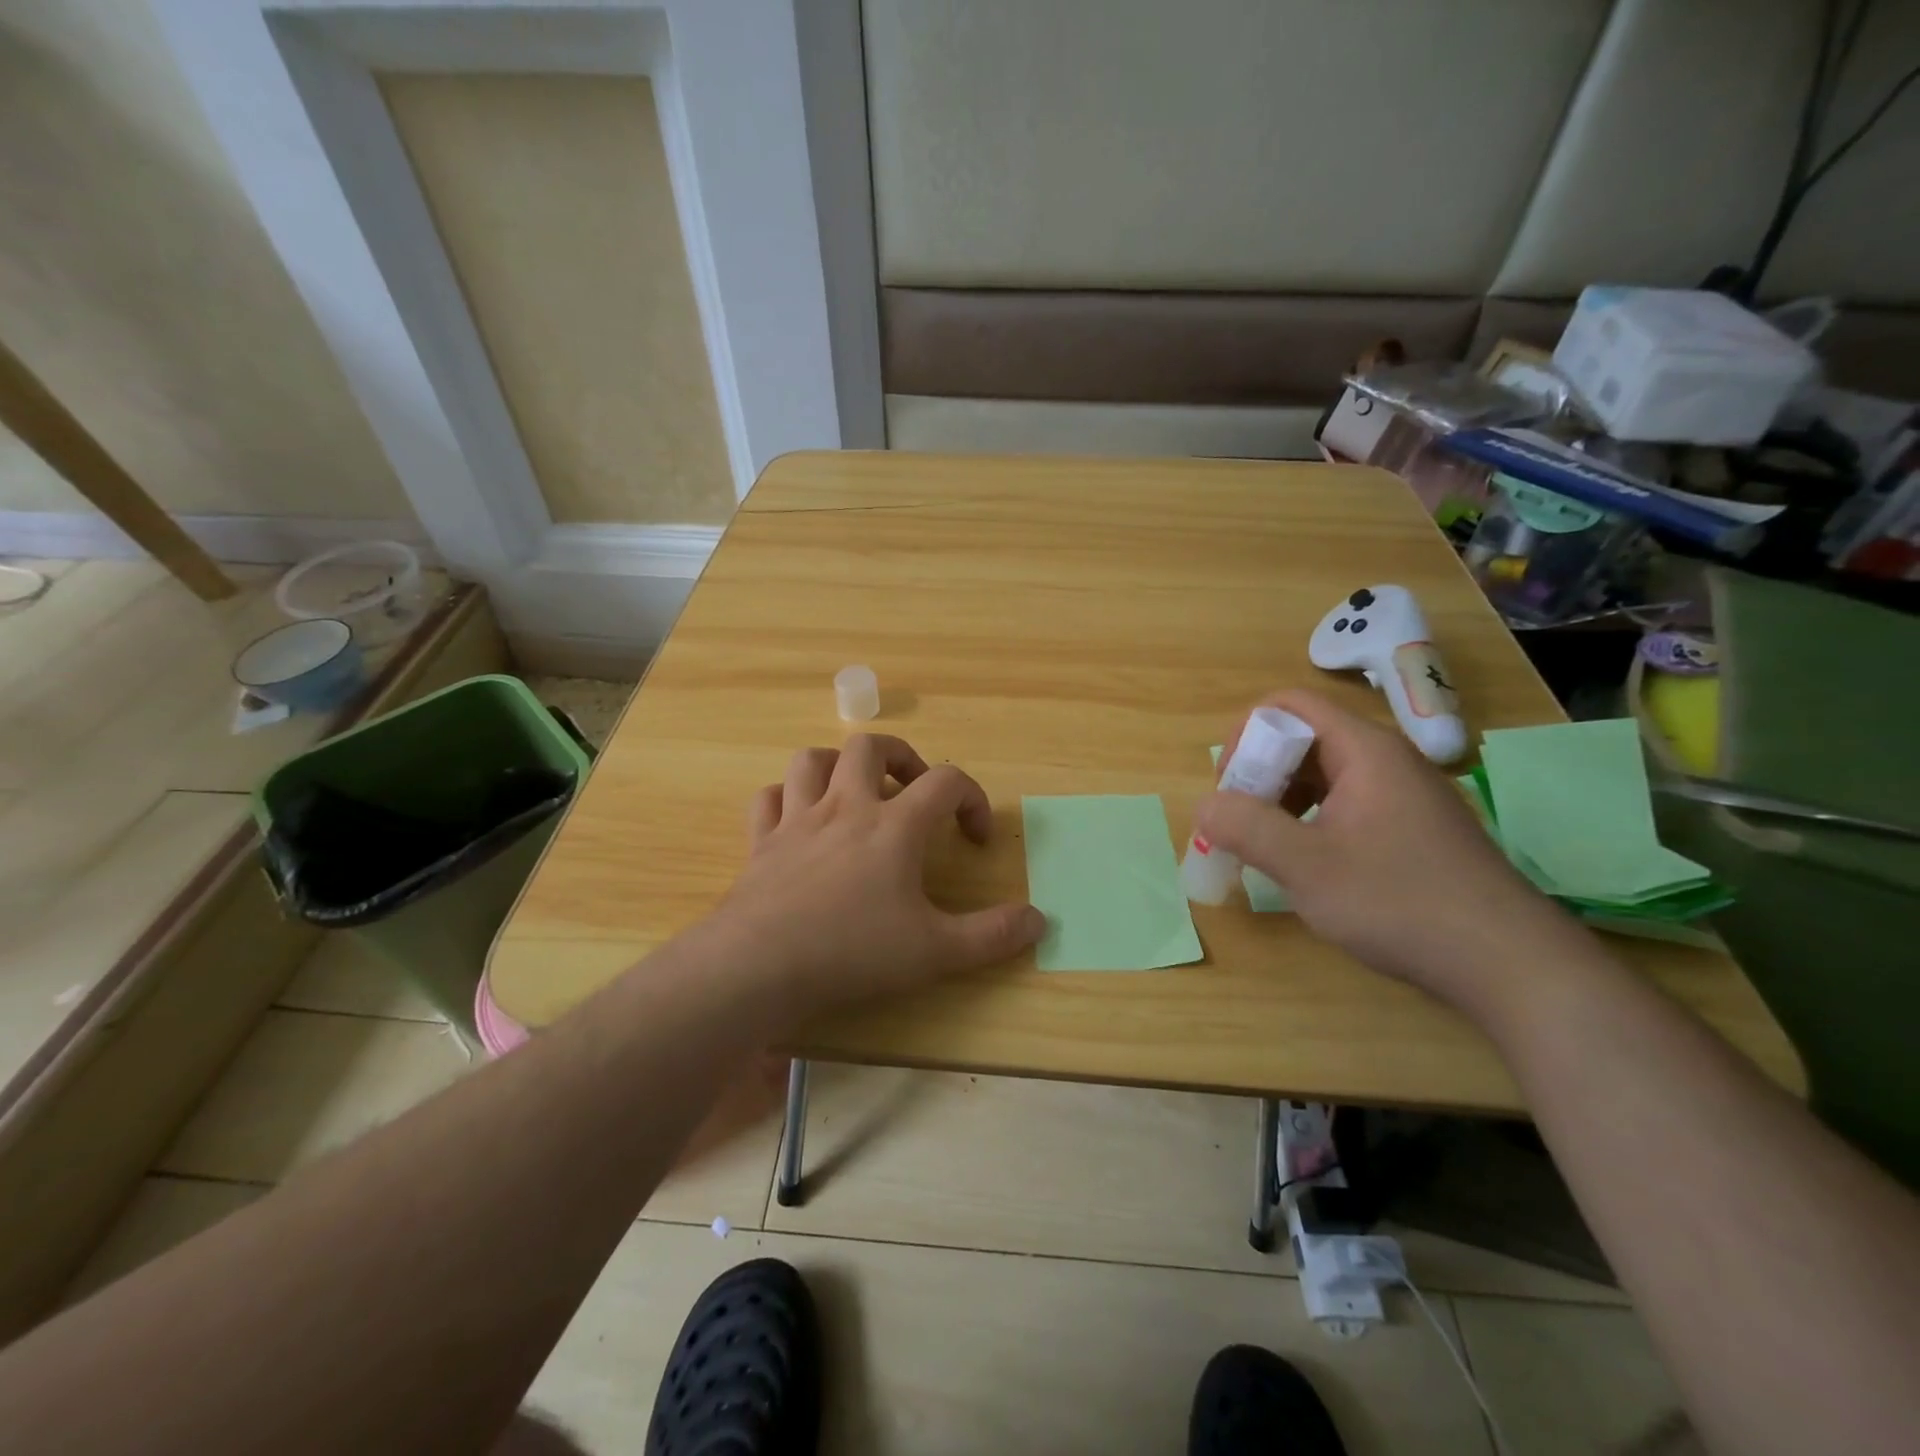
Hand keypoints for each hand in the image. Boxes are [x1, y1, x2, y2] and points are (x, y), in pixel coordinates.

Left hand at [712, 734, 1044, 1011]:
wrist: (759, 965)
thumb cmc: (853, 951)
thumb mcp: (936, 951)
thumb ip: (992, 936)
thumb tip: (1040, 920)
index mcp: (894, 825)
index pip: (946, 782)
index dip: (972, 798)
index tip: (976, 837)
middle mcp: (845, 807)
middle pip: (871, 747)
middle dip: (900, 758)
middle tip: (913, 792)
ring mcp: (797, 820)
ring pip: (812, 760)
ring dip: (837, 766)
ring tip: (854, 793)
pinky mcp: (761, 842)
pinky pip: (768, 799)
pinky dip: (785, 800)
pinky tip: (798, 820)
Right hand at [1193, 690, 1566, 1007]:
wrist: (1509, 964)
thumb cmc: (1399, 902)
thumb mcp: (1306, 867)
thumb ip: (1245, 828)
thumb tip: (1204, 806)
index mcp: (1364, 750)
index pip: (1289, 706)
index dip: (1247, 736)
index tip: (1231, 789)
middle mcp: (1386, 760)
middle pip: (1303, 740)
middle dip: (1259, 775)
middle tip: (1240, 826)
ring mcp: (1403, 796)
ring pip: (1322, 776)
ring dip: (1281, 803)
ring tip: (1266, 849)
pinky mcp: (1412, 830)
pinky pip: (1345, 805)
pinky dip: (1311, 823)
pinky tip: (1308, 866)